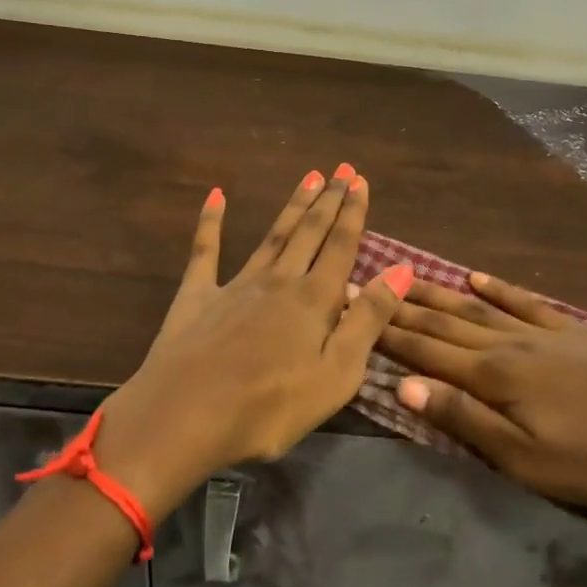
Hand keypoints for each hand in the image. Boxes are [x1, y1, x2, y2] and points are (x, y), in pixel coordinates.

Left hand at [88, 165, 414, 516]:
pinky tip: (215, 195)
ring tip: (309, 178)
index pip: (341, 246)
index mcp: (314, 300)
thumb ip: (369, 319)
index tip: (360, 181)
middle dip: (328, 200)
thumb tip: (402, 269)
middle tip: (341, 169)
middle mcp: (278, 281)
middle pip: (309, 232)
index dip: (353, 213)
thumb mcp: (337, 374)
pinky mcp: (197, 296)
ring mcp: (235, 285)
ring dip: (292, 206)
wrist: (184, 417)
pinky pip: (205, 251)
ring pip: (272, 236)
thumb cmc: (270, 407)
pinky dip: (211, 221)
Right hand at [377, 272, 586, 536]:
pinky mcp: (572, 332)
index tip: (355, 308)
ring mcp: (544, 332)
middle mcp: (512, 343)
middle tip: (369, 284)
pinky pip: (525, 302)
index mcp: (496, 376)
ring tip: (408, 277)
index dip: (389, 331)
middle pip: (448, 321)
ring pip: (479, 308)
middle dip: (405, 306)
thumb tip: (403, 384)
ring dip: (440, 294)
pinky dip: (497, 289)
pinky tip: (475, 278)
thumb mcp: (524, 459)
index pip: (428, 349)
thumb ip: (463, 418)